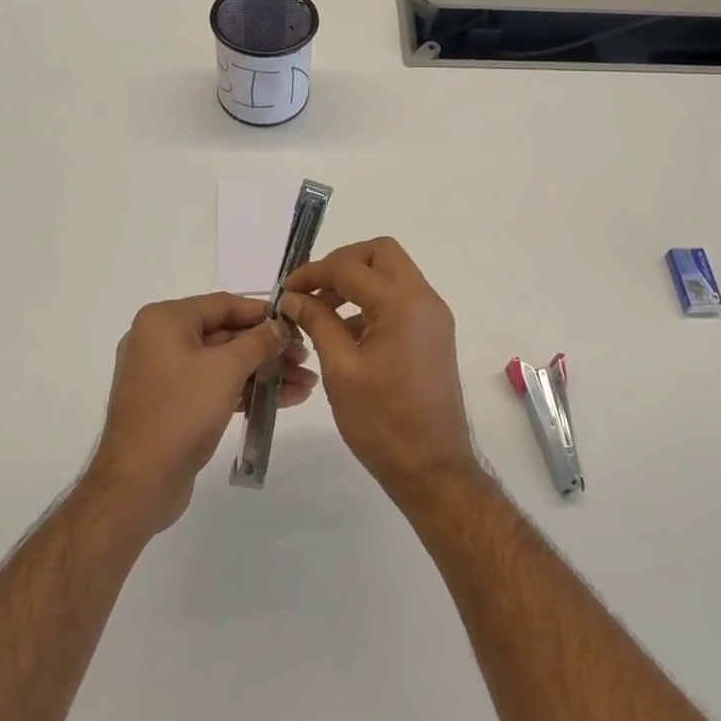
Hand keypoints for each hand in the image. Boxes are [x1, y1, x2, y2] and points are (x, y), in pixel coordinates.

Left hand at [86, 294, 316, 535]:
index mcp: (164, 320)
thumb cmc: (181, 412)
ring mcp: (164, 375)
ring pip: (223, 364)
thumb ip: (259, 341)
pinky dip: (244, 391)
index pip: (224, 305)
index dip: (264, 314)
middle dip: (268, 349)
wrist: (138, 485)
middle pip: (226, 334)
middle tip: (306, 360)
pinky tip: (281, 400)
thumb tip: (280, 326)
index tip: (297, 324)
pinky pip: (214, 386)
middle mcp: (160, 340)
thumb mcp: (227, 369)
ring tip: (304, 385)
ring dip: (263, 373)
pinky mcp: (172, 405)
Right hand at [279, 238, 479, 505]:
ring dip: (358, 281)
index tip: (286, 291)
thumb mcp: (340, 369)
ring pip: (393, 273)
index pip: (350, 266)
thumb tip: (293, 297)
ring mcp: (433, 315)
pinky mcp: (434, 333)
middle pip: (381, 252)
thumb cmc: (382, 421)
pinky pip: (401, 298)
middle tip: (313, 290)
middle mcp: (424, 299)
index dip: (313, 273)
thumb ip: (317, 322)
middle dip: (343, 263)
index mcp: (402, 303)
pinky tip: (346, 332)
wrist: (432, 468)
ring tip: (322, 312)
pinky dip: (373, 301)